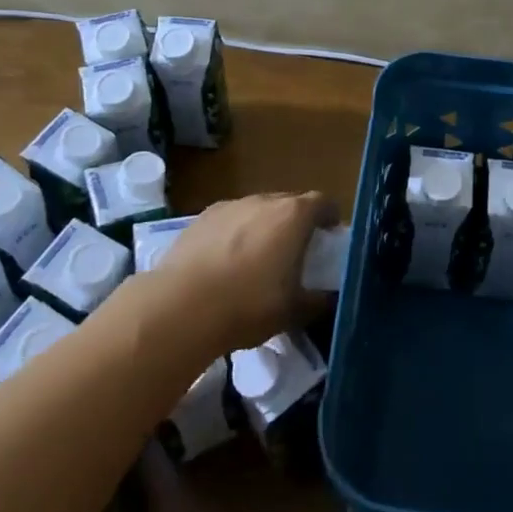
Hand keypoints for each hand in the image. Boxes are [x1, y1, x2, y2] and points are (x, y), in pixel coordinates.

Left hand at [151, 192, 334, 352]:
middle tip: (296, 254)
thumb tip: (332, 296)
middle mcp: (264, 200)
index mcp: (294, 215)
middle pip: (290, 203)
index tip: (329, 239)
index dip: (330, 219)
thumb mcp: (294, 311)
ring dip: (264, 228)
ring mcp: (230, 206)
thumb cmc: (248, 305)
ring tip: (257, 261)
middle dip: (297, 223)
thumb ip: (320, 299)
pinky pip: (230, 220)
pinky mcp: (201, 217)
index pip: (324, 203)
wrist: (180, 307)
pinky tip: (225, 263)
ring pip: (257, 210)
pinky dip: (235, 234)